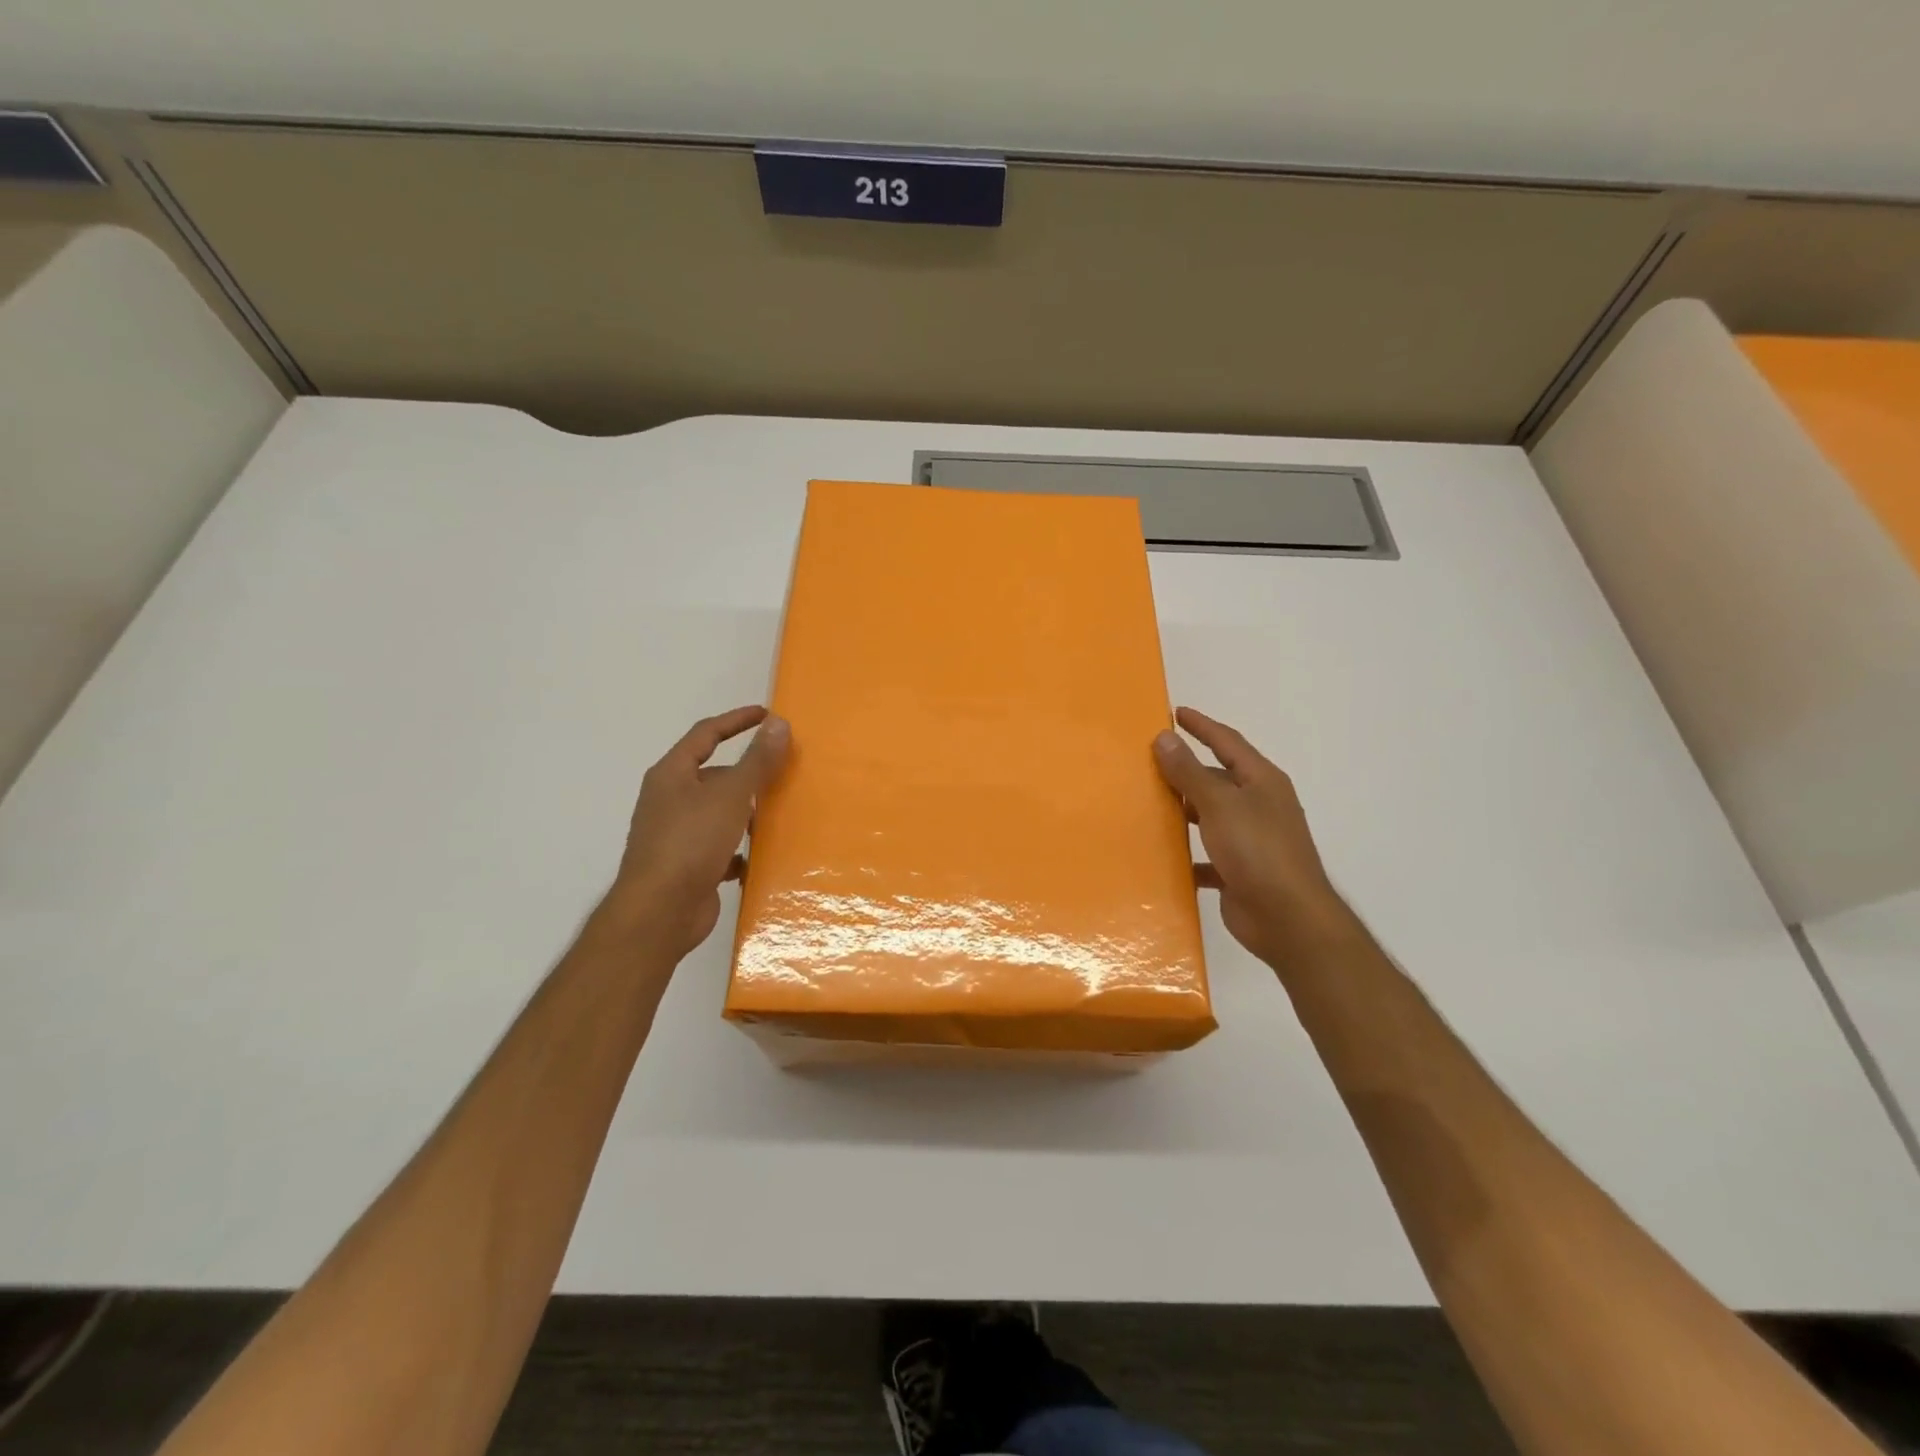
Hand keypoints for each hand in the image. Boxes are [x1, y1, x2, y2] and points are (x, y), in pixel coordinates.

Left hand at [607, 706, 790, 959]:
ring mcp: (676, 835)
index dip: (737, 720)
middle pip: (715, 775)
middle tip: (783, 772)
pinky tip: (759, 857)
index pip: (706, 734)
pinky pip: (719, 848)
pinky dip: (739, 849)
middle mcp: (670, 800)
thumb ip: (757, 760)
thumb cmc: (691, 842)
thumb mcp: (730, 795)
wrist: (660, 912)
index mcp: (672, 774)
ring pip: (719, 813)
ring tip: (779, 814)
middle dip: (748, 773)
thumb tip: (778, 723)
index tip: (767, 714)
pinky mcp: (687, 866)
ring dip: (746, 813)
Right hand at [1153, 707, 1347, 966]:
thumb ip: (1190, 772)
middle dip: (1187, 770)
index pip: (1228, 742)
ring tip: (1148, 805)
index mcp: (1261, 781)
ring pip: (1211, 816)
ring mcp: (1251, 840)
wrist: (1287, 918)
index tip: (1175, 713)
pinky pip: (1207, 855)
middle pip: (1218, 778)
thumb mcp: (1219, 804)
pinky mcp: (1240, 871)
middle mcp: (1259, 805)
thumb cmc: (1257, 851)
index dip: (1202, 726)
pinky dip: (1188, 854)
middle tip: (1149, 762)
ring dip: (1184, 811)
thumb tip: (1165, 737)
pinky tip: (1163, 857)